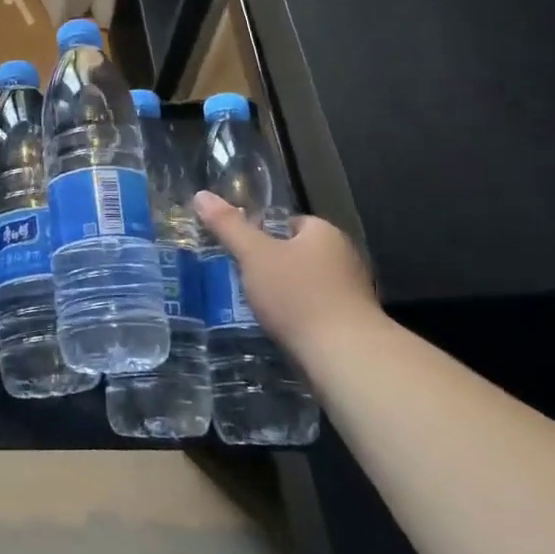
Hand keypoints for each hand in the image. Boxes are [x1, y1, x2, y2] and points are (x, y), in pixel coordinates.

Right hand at [192, 193, 381, 352]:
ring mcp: (353, 294)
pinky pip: (318, 313)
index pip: (290, 222)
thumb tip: (201, 195)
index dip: (264, 233)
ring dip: (287, 295)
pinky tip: (282, 331)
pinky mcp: (353, 327)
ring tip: (258, 307)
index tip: (241, 250)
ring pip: (309, 285)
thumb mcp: (254, 255)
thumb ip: (228, 226)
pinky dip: (300, 319)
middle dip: (274, 266)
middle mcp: (345, 258)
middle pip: (299, 254)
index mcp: (325, 233)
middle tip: (244, 279)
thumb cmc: (298, 295)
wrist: (346, 358)